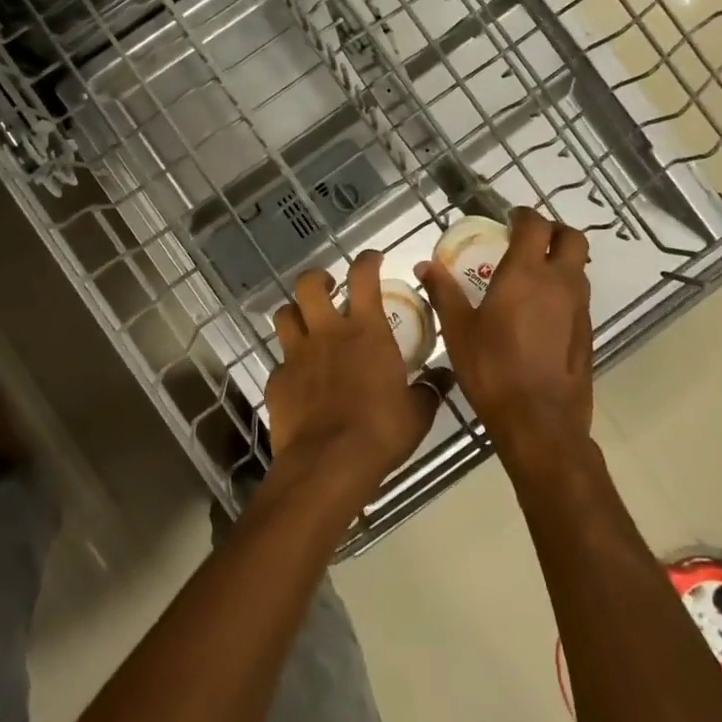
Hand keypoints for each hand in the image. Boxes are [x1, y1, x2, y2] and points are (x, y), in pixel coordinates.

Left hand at [266, 251, 439, 504]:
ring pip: (284, 314)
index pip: (363, 276)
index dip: (367, 260)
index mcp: (365, 331)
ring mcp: (296, 354)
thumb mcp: (416, 412)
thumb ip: (429, 389)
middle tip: (329, 288)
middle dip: (317, 278)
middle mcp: (327, 333)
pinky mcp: (277, 380)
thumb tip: (444, 378)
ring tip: (306, 323)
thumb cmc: (381, 432)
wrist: (328, 463)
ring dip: (295, 312)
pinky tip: (300, 379)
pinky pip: (280, 361)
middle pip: (309, 284)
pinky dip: (289, 363)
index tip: (373, 258)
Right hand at [417, 207, 592, 468]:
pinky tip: (538, 312)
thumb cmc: (493, 368)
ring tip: (529, 276)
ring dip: (559, 260)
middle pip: (571, 238)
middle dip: (552, 231)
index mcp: (527, 273)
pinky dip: (562, 289)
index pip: (535, 225)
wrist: (539, 421)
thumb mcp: (458, 329)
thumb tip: (426, 265)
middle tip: (526, 240)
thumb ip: (444, 292)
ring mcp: (579, 308)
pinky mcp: (587, 332)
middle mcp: (560, 282)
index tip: (508, 219)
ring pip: (578, 267)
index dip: (523, 216)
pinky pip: (578, 296)